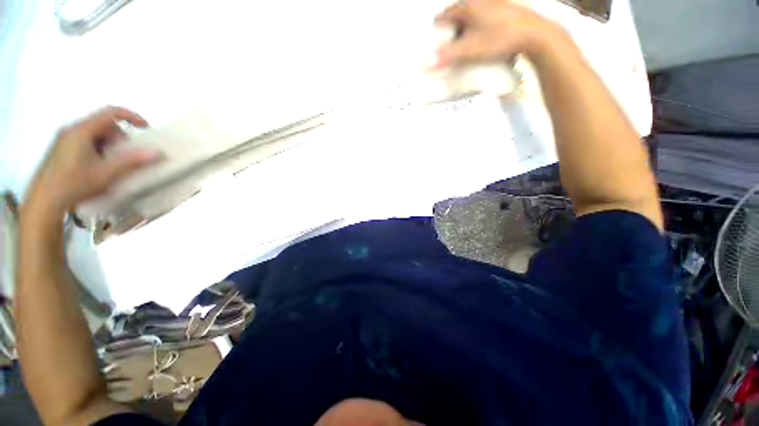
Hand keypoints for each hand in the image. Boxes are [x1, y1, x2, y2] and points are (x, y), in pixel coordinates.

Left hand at [25, 106, 159, 220]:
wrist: (44, 201)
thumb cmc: (75, 184)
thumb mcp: (107, 173)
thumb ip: (133, 161)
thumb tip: (157, 153)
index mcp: (82, 130)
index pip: (111, 112)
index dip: (131, 116)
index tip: (146, 128)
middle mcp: (72, 129)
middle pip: (103, 124)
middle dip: (120, 137)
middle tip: (127, 154)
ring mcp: (64, 139)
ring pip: (94, 133)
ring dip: (109, 144)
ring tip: (112, 163)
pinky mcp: (60, 149)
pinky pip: (85, 141)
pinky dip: (98, 149)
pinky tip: (97, 166)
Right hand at [435, 0, 560, 66]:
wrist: (533, 34)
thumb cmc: (501, 39)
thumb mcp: (471, 50)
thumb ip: (448, 56)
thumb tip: (427, 63)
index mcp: (467, 7)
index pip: (443, 16)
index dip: (437, 31)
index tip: (436, 44)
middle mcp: (478, 1)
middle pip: (456, 15)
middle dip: (450, 31)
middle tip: (449, 48)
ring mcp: (491, 4)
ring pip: (469, 16)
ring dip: (464, 29)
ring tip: (465, 46)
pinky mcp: (501, 10)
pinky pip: (482, 17)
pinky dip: (477, 27)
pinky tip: (481, 39)